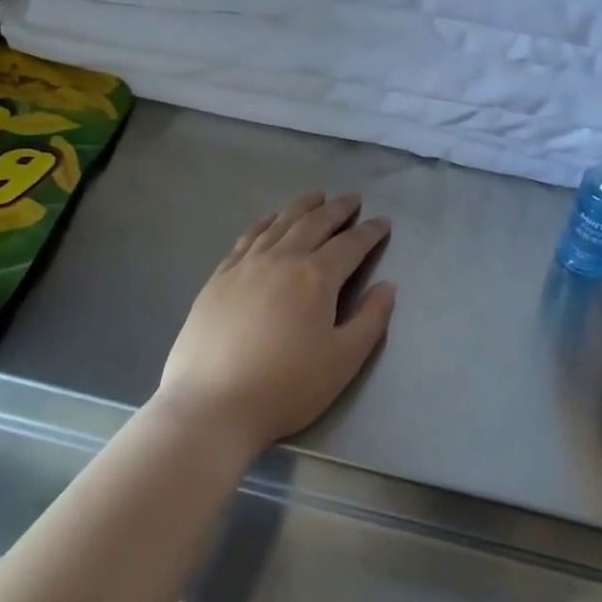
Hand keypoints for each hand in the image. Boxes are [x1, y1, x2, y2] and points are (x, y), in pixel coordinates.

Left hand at [158, 192, 395, 456]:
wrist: (212, 404)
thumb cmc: (287, 387)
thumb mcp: (343, 360)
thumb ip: (371, 319)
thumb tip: (388, 286)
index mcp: (315, 277)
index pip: (350, 244)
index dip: (370, 232)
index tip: (384, 222)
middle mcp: (281, 259)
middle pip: (313, 224)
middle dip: (337, 209)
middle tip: (353, 199)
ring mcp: (245, 266)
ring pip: (278, 224)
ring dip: (301, 207)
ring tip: (316, 197)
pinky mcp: (218, 279)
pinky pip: (246, 238)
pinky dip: (263, 223)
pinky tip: (268, 220)